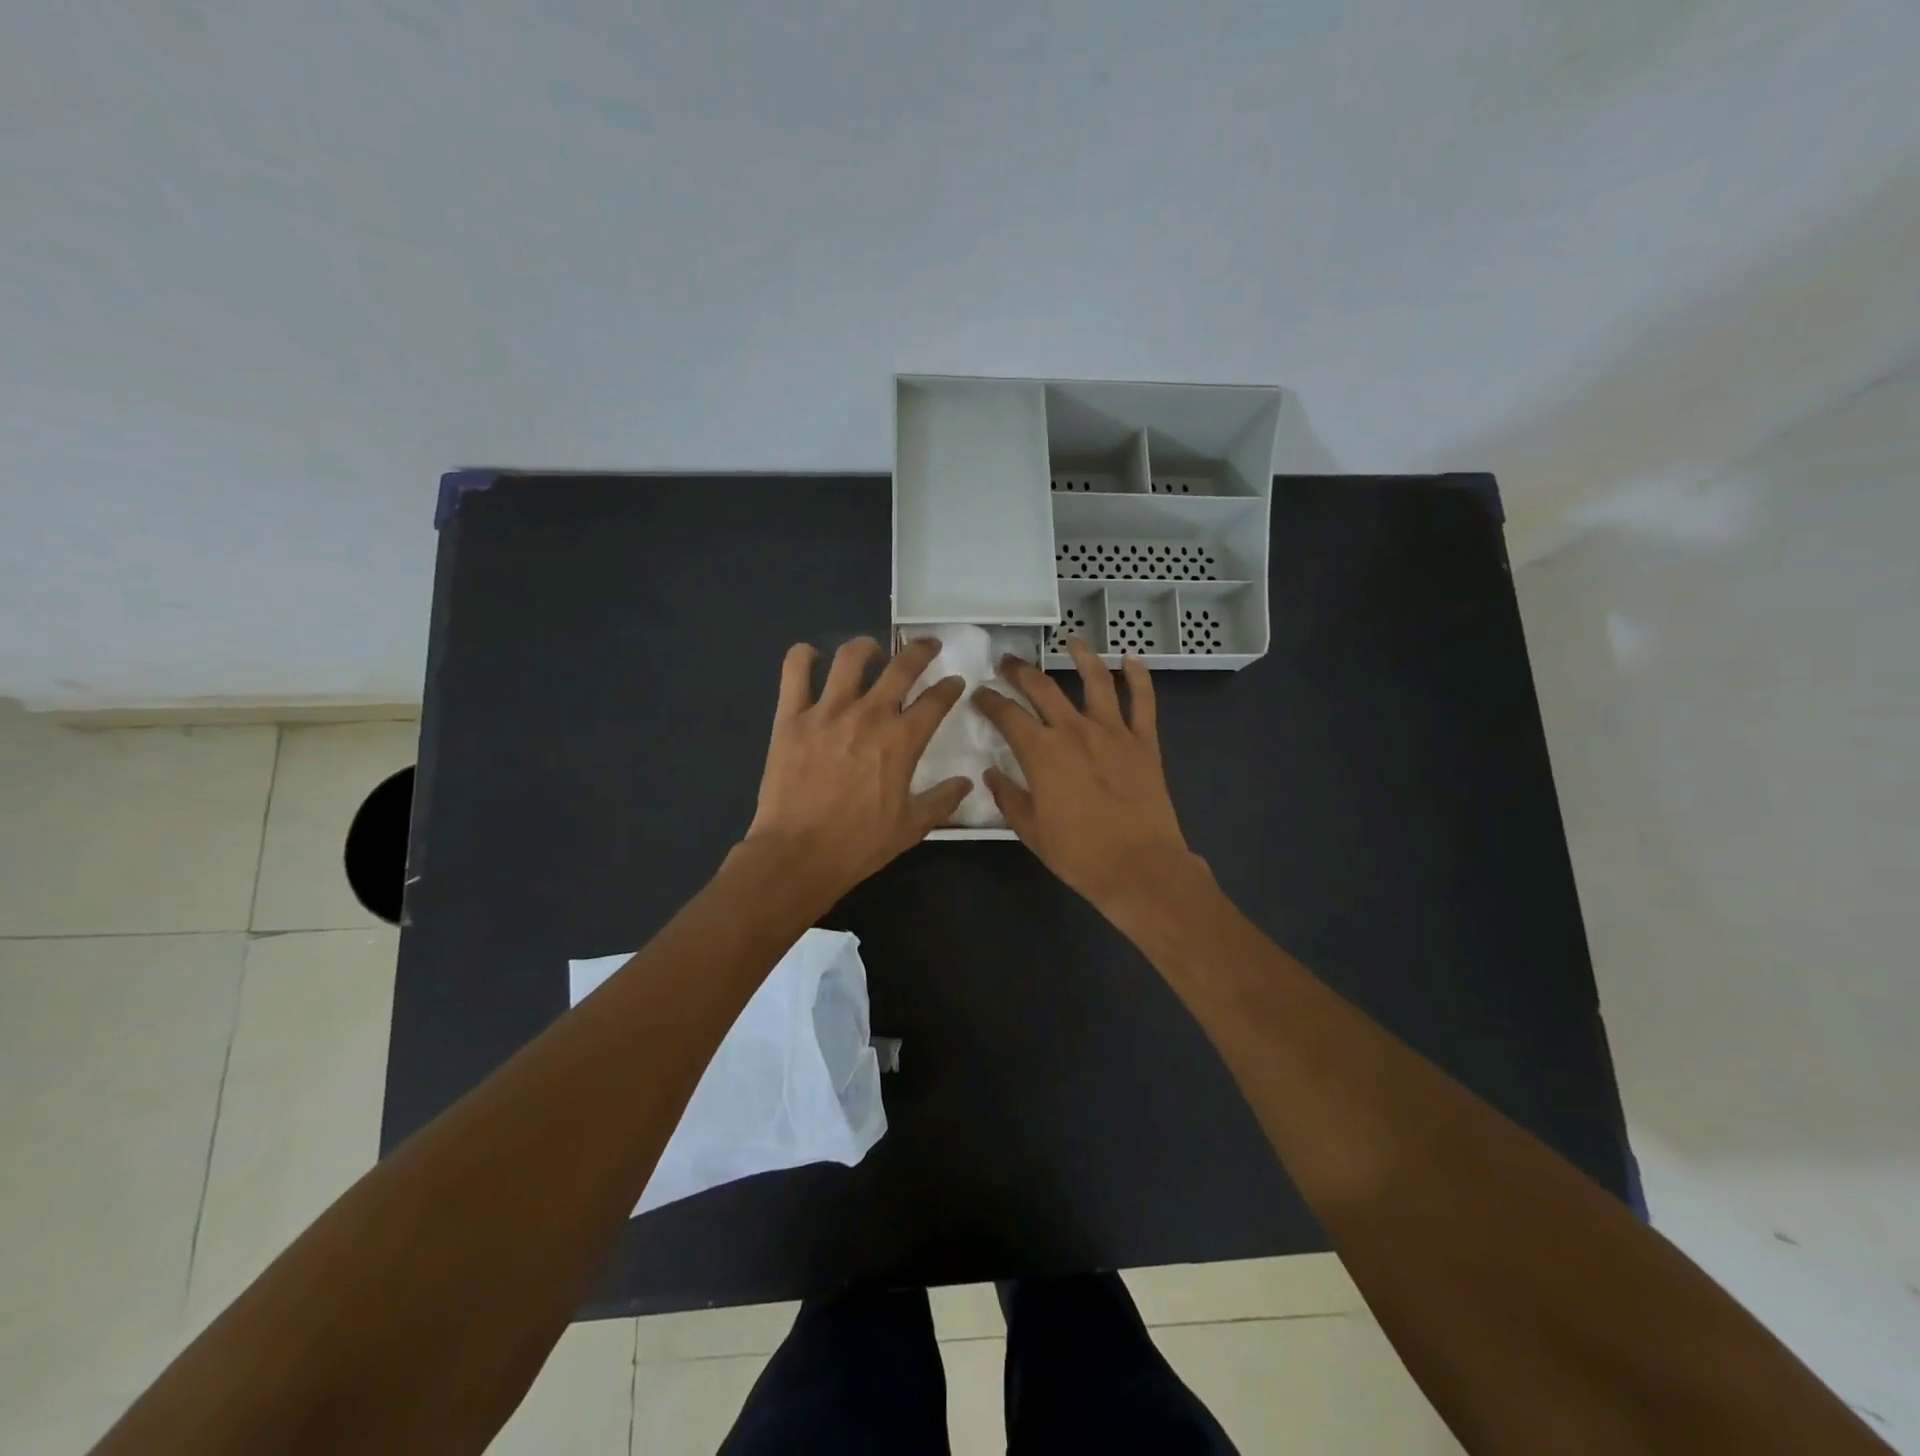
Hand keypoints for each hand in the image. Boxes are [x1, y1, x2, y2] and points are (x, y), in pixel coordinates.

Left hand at [742, 636, 970, 902]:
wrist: (798, 855)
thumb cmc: (859, 844)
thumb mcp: (911, 828)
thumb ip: (942, 800)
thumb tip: (966, 783)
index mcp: (901, 741)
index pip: (936, 700)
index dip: (950, 687)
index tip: (954, 682)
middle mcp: (868, 715)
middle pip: (902, 667)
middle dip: (921, 651)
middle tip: (928, 647)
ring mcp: (826, 712)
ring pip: (850, 657)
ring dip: (867, 647)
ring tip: (872, 652)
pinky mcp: (790, 717)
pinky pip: (795, 670)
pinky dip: (804, 656)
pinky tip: (812, 657)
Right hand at [972, 636, 1200, 909]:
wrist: (1140, 867)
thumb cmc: (1079, 854)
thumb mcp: (1030, 831)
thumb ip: (1008, 797)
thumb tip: (992, 773)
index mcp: (1041, 752)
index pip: (1006, 714)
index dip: (988, 700)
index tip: (979, 693)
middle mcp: (1074, 730)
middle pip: (1042, 687)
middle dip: (1020, 670)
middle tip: (1008, 662)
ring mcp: (1113, 732)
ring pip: (1095, 681)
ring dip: (1081, 656)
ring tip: (1070, 641)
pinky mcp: (1144, 741)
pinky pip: (1143, 701)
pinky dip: (1139, 677)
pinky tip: (1131, 659)